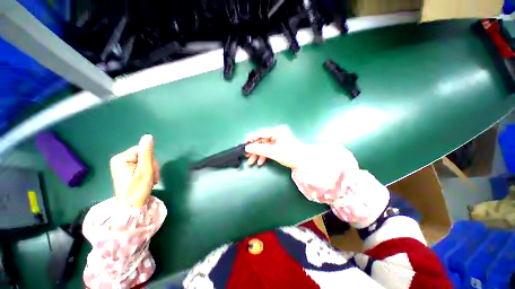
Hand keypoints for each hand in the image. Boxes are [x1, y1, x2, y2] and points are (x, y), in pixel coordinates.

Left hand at [110, 135, 159, 207]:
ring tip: (150, 180)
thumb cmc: (138, 189)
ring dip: (151, 170)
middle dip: (151, 166)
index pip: (143, 150)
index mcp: (121, 158)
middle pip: (144, 156)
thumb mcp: (145, 170)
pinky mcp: (125, 170)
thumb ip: (147, 152)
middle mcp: (119, 160)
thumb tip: (148, 136)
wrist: (131, 207)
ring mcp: (122, 165)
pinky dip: (147, 173)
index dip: (151, 160)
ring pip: (144, 161)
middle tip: (152, 177)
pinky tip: (147, 180)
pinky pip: (141, 166)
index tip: (152, 172)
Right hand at [245, 125, 303, 168]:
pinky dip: (264, 155)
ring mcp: (278, 140)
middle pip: (261, 140)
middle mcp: (277, 134)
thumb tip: (247, 147)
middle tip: (246, 155)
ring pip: (264, 146)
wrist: (304, 163)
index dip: (251, 139)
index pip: (260, 133)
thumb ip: (259, 149)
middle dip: (254, 149)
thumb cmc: (290, 155)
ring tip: (251, 162)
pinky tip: (260, 162)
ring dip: (257, 154)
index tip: (244, 145)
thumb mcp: (273, 152)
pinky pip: (268, 149)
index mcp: (277, 131)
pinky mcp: (278, 146)